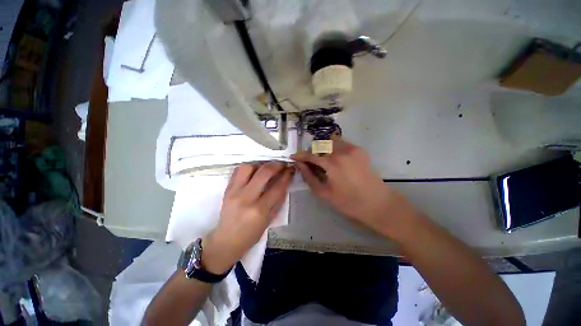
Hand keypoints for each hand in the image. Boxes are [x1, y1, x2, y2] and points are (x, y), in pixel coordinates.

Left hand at [202, 162, 292, 273]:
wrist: (226, 240)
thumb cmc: (251, 234)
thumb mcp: (270, 219)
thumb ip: (278, 200)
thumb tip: (285, 182)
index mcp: (260, 210)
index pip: (277, 187)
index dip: (287, 175)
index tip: (291, 169)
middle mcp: (247, 198)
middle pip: (264, 173)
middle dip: (276, 165)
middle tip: (282, 164)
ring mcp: (234, 192)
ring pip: (248, 167)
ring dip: (260, 164)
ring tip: (266, 167)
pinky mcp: (227, 189)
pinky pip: (237, 171)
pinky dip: (248, 167)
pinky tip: (254, 170)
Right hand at [291, 135, 411, 237]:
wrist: (377, 203)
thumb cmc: (348, 202)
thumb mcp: (323, 193)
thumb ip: (309, 177)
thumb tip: (300, 165)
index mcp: (332, 163)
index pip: (311, 155)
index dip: (300, 155)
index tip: (293, 157)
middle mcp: (341, 151)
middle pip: (320, 144)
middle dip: (312, 151)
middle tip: (310, 162)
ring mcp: (352, 149)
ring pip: (331, 141)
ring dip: (323, 148)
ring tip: (322, 160)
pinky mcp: (359, 150)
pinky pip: (342, 143)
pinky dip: (334, 148)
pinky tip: (335, 159)